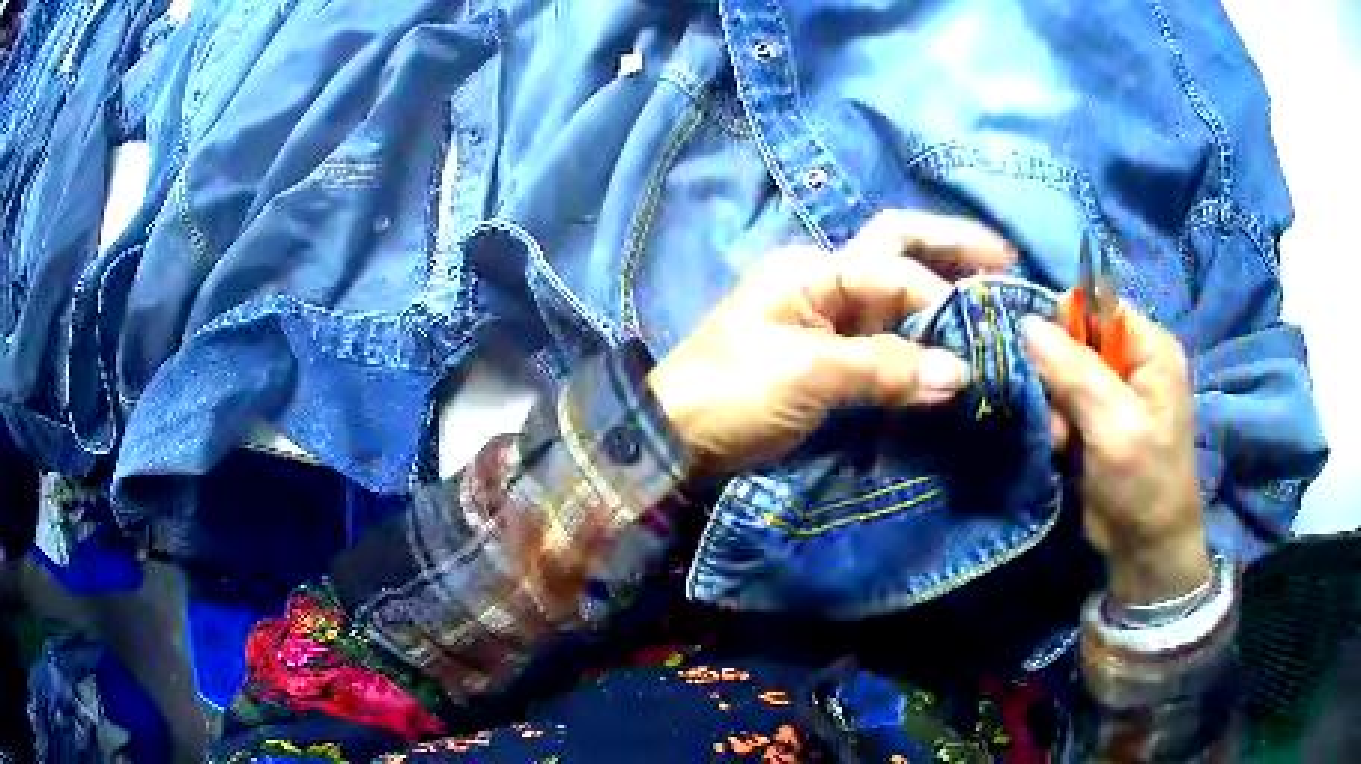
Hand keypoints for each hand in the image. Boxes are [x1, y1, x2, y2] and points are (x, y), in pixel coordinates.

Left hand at [646, 211, 1012, 477]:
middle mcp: (827, 282)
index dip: (940, 300)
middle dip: (953, 249)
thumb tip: (961, 374)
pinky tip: (955, 345)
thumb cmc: (730, 393)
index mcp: (813, 270)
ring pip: (899, 295)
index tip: (977, 340)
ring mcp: (831, 320)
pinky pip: (889, 341)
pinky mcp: (834, 359)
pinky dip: (923, 342)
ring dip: (945, 295)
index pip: (894, 270)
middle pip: (898, 249)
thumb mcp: (805, 374)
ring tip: (995, 296)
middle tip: (1007, 261)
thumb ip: (885, 368)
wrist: (677, 439)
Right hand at [1022, 309, 1210, 604]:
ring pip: (1063, 372)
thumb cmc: (1143, 483)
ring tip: (1062, 440)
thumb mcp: (1113, 425)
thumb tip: (1026, 324)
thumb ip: (1074, 372)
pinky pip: (1063, 401)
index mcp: (1150, 348)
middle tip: (1061, 416)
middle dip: (1059, 374)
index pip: (1098, 304)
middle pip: (1076, 337)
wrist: (1144, 548)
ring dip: (1055, 405)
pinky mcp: (1098, 418)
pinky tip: (1061, 448)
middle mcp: (1133, 361)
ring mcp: (1115, 391)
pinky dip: (1057, 424)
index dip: (1069, 326)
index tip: (1051, 365)